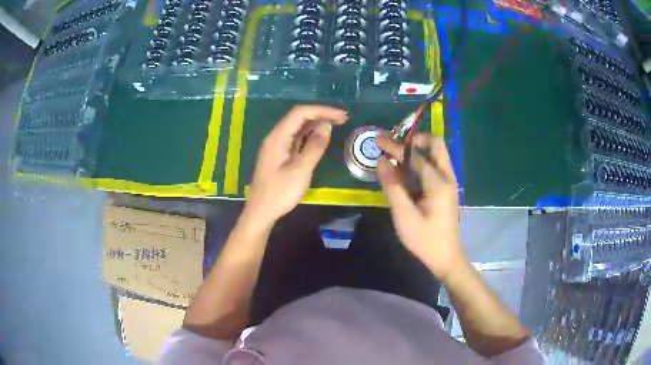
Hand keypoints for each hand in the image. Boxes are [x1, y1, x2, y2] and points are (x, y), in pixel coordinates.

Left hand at [244, 105, 347, 225]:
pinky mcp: (280, 155)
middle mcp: (275, 137)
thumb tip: (327, 127)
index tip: (341, 116)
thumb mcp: (300, 170)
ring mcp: (277, 146)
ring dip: (316, 125)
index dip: (322, 110)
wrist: (261, 212)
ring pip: (298, 128)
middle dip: (320, 115)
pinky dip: (310, 136)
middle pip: (299, 118)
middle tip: (343, 120)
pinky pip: (296, 139)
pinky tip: (321, 139)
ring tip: (336, 126)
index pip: (300, 113)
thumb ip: (314, 147)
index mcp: (277, 137)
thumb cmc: (279, 193)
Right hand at [376, 133, 462, 279]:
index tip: (379, 140)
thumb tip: (381, 161)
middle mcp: (447, 177)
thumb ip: (393, 187)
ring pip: (436, 154)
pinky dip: (420, 161)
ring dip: (417, 149)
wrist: (446, 257)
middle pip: (436, 145)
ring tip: (396, 154)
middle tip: (394, 145)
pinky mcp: (446, 189)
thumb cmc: (425, 239)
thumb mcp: (404, 216)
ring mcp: (449, 182)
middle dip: (414, 139)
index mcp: (438, 183)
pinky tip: (405, 171)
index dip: (396, 147)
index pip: (416, 156)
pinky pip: (434, 166)